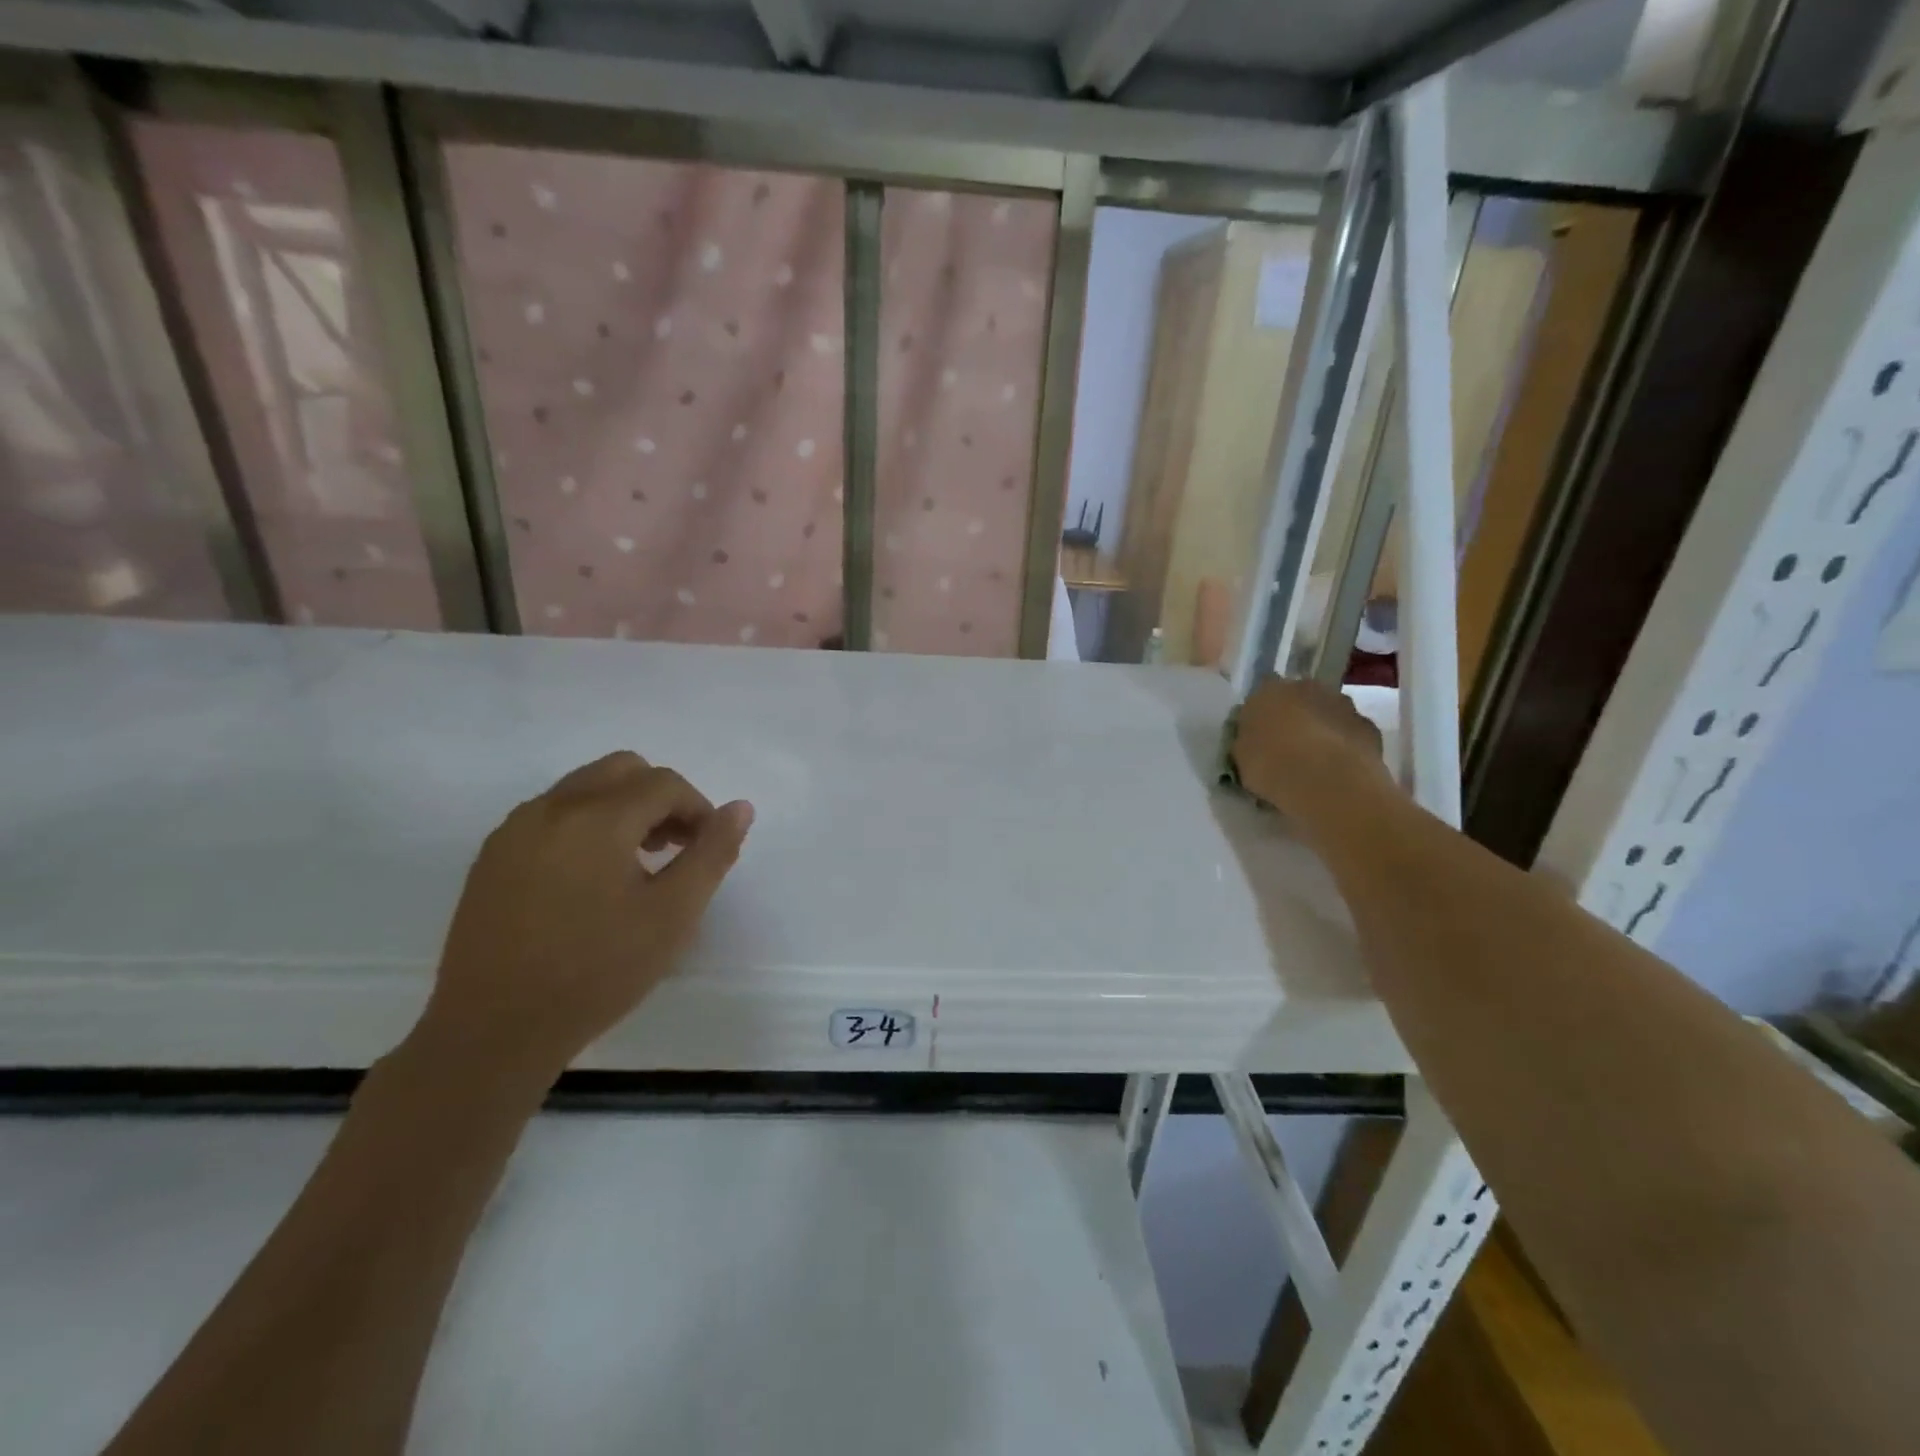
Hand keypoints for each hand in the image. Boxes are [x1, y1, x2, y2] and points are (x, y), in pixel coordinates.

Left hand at [419, 752, 753, 1088]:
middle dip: (660, 798)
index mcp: (597, 818)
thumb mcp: (674, 914)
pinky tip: (591, 880)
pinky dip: (585, 825)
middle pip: (622, 769)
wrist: (494, 1031)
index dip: (698, 809)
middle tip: (675, 848)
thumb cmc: (598, 972)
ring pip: (584, 787)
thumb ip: (712, 853)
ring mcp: (515, 830)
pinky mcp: (492, 856)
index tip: (706, 849)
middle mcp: (551, 808)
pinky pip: (552, 814)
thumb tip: (740, 808)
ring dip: (623, 808)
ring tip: (637, 865)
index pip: (664, 783)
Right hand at [1231, 677, 1395, 822]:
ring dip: (1320, 730)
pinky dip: (1343, 746)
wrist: (1328, 782)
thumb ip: (1246, 741)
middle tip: (1286, 749)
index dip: (1259, 716)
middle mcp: (1306, 687)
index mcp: (1267, 690)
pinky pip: (1349, 734)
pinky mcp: (1369, 726)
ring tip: (1314, 763)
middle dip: (1293, 718)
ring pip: (1326, 713)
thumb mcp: (1241, 757)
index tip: (1257, 738)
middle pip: (1297, 699)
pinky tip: (1336, 770)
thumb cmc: (1271, 765)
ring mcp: (1342, 704)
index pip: (1259, 695)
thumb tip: (1253, 740)